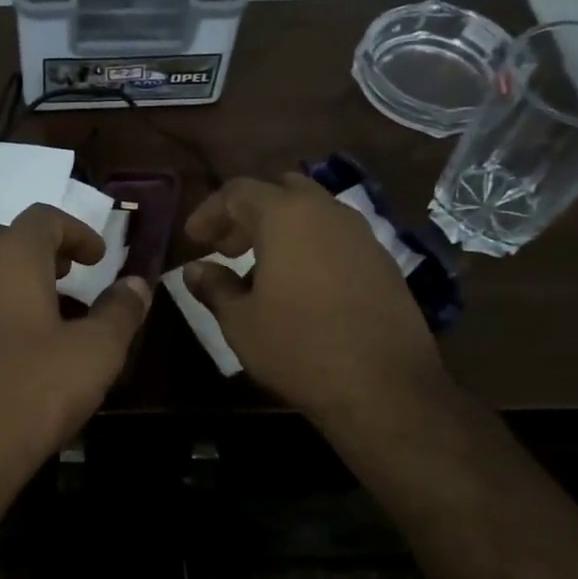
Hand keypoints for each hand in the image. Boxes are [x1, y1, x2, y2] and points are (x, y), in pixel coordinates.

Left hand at [0, 203, 150, 499]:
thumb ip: (120, 311)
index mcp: (10, 258)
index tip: (100, 258)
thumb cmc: (32, 391)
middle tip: (73, 275)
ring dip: (19, 278)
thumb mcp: (95, 353)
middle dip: (44, 250)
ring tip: (52, 312)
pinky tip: (19, 348)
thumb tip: (137, 283)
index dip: (77, 231)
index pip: (43, 218)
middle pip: (7, 238)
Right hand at [182, 174, 448, 424]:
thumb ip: (214, 286)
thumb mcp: (240, 321)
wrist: (384, 387)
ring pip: (312, 212)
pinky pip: (336, 237)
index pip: (238, 191)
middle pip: (280, 191)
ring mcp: (362, 235)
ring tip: (258, 269)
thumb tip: (195, 269)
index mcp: (286, 216)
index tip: (193, 240)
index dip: (209, 211)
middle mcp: (327, 212)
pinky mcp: (383, 262)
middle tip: (226, 248)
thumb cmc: (298, 348)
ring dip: (280, 230)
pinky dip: (309, 247)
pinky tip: (298, 287)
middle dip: (247, 213)